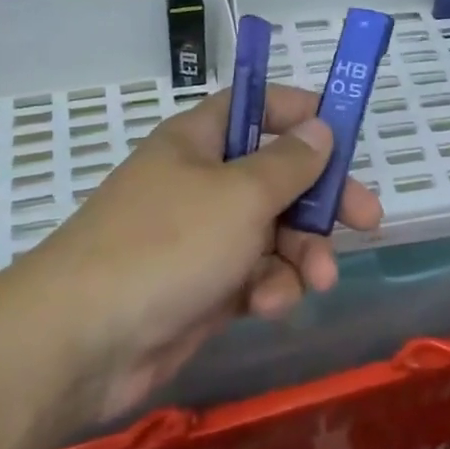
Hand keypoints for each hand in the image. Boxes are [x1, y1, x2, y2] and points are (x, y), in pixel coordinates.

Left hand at [15, 84, 381, 420]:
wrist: (82, 342)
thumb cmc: (167, 244)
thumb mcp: (241, 195)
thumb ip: (288, 163)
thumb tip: (319, 128)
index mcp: (199, 141)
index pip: (254, 107)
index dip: (299, 112)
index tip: (343, 132)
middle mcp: (200, 182)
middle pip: (276, 176)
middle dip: (320, 201)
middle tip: (367, 220)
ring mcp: (199, 237)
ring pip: (272, 232)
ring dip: (300, 254)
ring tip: (316, 280)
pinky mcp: (201, 288)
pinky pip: (252, 274)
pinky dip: (267, 287)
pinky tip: (266, 305)